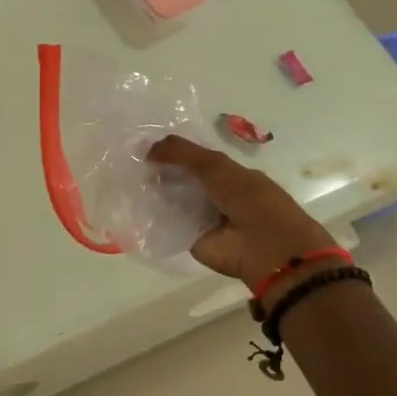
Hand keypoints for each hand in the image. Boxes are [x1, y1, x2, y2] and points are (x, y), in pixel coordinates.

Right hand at [147, 137, 341, 300]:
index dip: (172, 153)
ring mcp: (203, 219)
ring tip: (130, 182)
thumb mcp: (216, 166)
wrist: (266, 247)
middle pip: (181, 181)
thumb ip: (182, 152)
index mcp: (229, 176)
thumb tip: (147, 148)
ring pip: (173, 202)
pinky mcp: (192, 240)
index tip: (145, 149)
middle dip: (160, 173)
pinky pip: (169, 225)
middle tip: (134, 166)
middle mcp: (215, 196)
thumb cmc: (249, 198)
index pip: (195, 161)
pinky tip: (135, 205)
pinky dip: (154, 218)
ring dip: (155, 194)